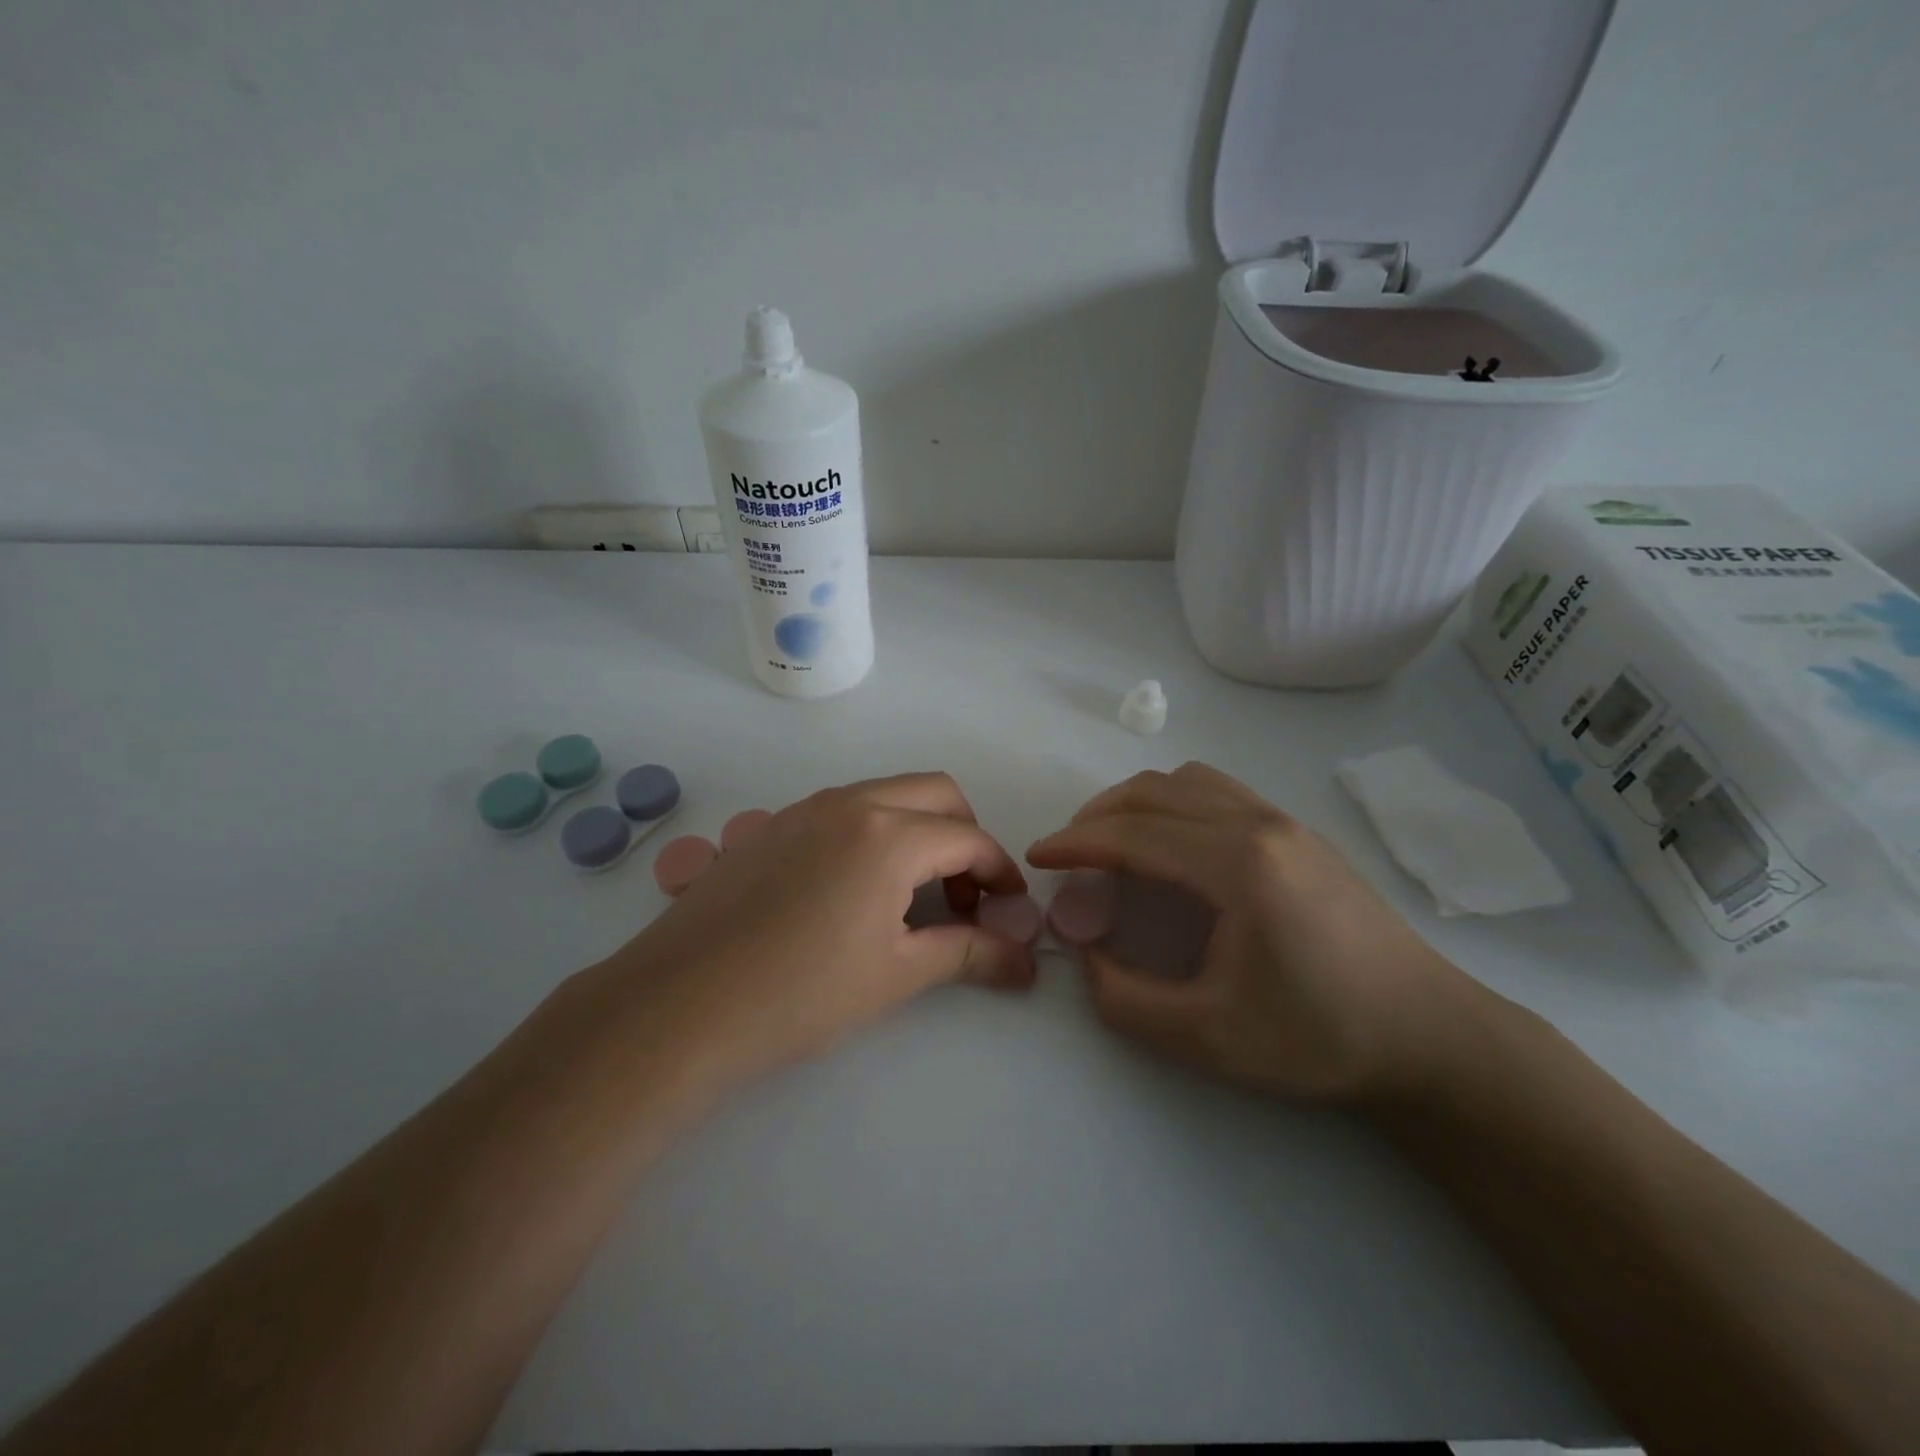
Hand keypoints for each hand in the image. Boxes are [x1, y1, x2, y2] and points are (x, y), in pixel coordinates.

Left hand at [586, 772, 1035, 1097]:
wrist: (679, 1004)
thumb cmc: (801, 994)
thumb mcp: (897, 974)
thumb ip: (969, 954)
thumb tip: (1026, 962)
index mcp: (889, 834)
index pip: (969, 838)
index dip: (999, 873)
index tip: (1010, 909)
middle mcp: (851, 802)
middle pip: (936, 793)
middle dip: (965, 836)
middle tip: (963, 894)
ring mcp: (804, 807)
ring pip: (887, 794)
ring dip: (918, 830)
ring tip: (911, 894)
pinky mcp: (770, 824)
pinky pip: (843, 809)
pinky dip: (873, 832)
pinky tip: (853, 890)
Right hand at [1028, 761, 1487, 1104]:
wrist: (1430, 1037)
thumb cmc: (1319, 1038)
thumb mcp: (1207, 1038)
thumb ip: (1125, 1000)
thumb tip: (1085, 955)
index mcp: (1237, 864)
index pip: (1134, 833)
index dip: (1075, 843)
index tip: (1037, 858)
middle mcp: (1258, 824)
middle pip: (1153, 793)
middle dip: (1097, 817)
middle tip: (1068, 855)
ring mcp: (1284, 822)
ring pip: (1187, 781)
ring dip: (1136, 803)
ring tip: (1113, 844)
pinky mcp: (1299, 832)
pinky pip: (1218, 791)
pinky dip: (1173, 803)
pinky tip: (1172, 846)